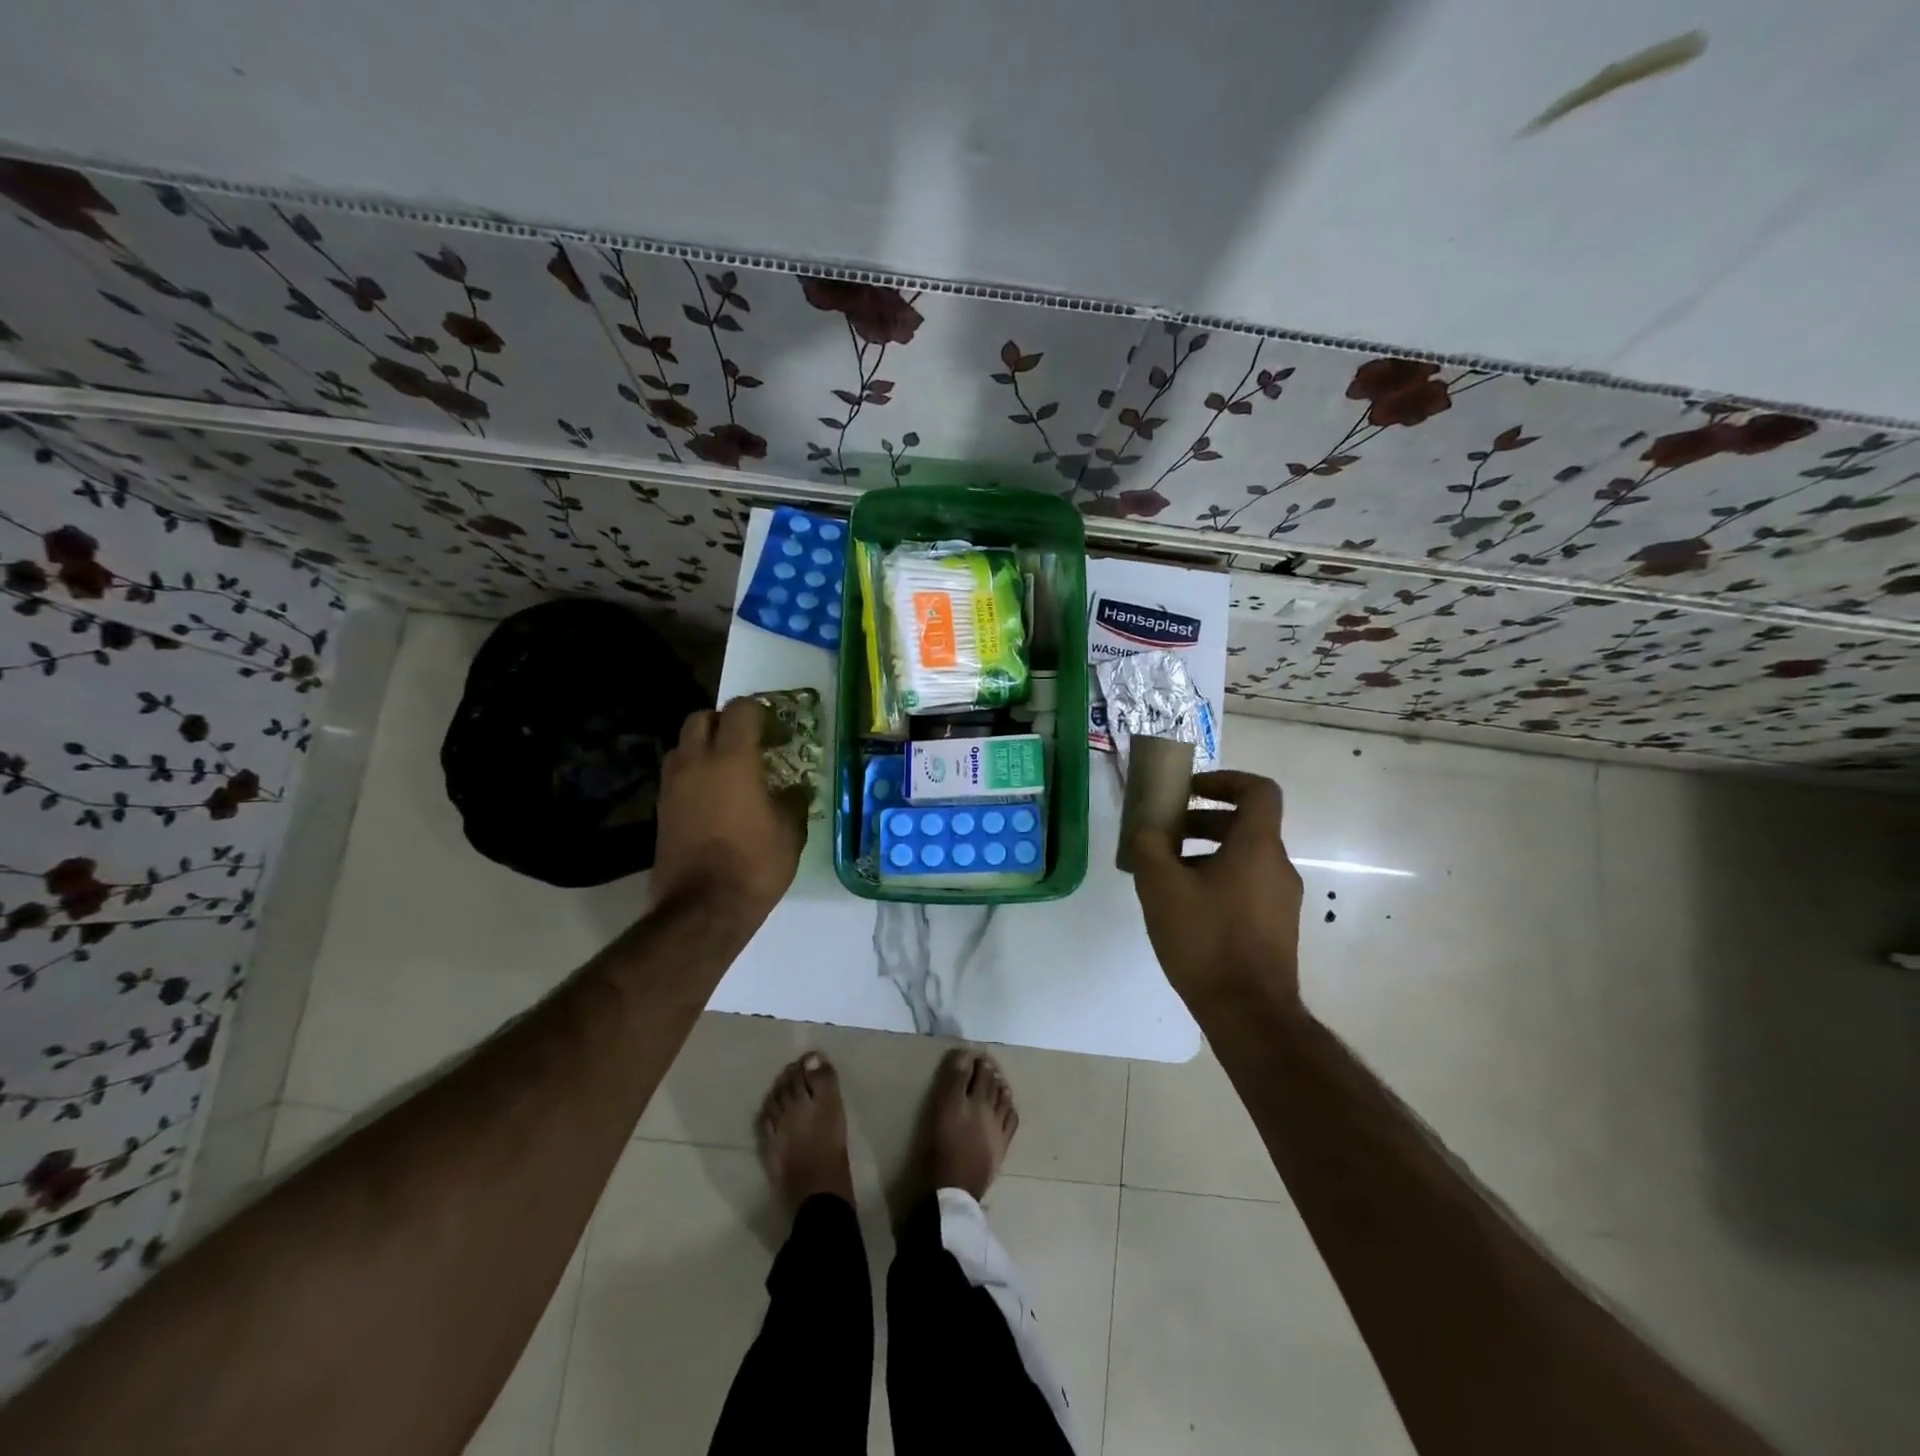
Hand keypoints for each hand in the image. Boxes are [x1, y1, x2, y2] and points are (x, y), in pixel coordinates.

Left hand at [650, 698, 805, 922]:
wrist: (702, 909)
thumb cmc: (754, 865)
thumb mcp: (790, 832)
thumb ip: (793, 802)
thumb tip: (794, 790)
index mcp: (732, 759)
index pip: (740, 711)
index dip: (760, 714)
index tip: (777, 733)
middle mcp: (696, 763)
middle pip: (702, 719)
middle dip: (724, 723)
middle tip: (748, 744)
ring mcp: (672, 786)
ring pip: (682, 745)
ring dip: (703, 747)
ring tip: (727, 771)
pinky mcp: (661, 810)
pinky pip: (676, 775)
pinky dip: (693, 775)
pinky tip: (713, 799)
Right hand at [1130, 770, 1303, 1013]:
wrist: (1249, 1013)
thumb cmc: (1206, 939)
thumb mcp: (1161, 887)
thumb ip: (1149, 846)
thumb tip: (1148, 830)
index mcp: (1257, 847)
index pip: (1259, 790)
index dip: (1225, 780)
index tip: (1191, 790)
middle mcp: (1278, 866)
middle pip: (1245, 825)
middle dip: (1202, 820)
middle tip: (1166, 833)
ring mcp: (1282, 900)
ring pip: (1244, 858)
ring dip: (1206, 853)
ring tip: (1166, 874)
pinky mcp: (1277, 928)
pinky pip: (1246, 885)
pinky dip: (1217, 880)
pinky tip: (1185, 908)